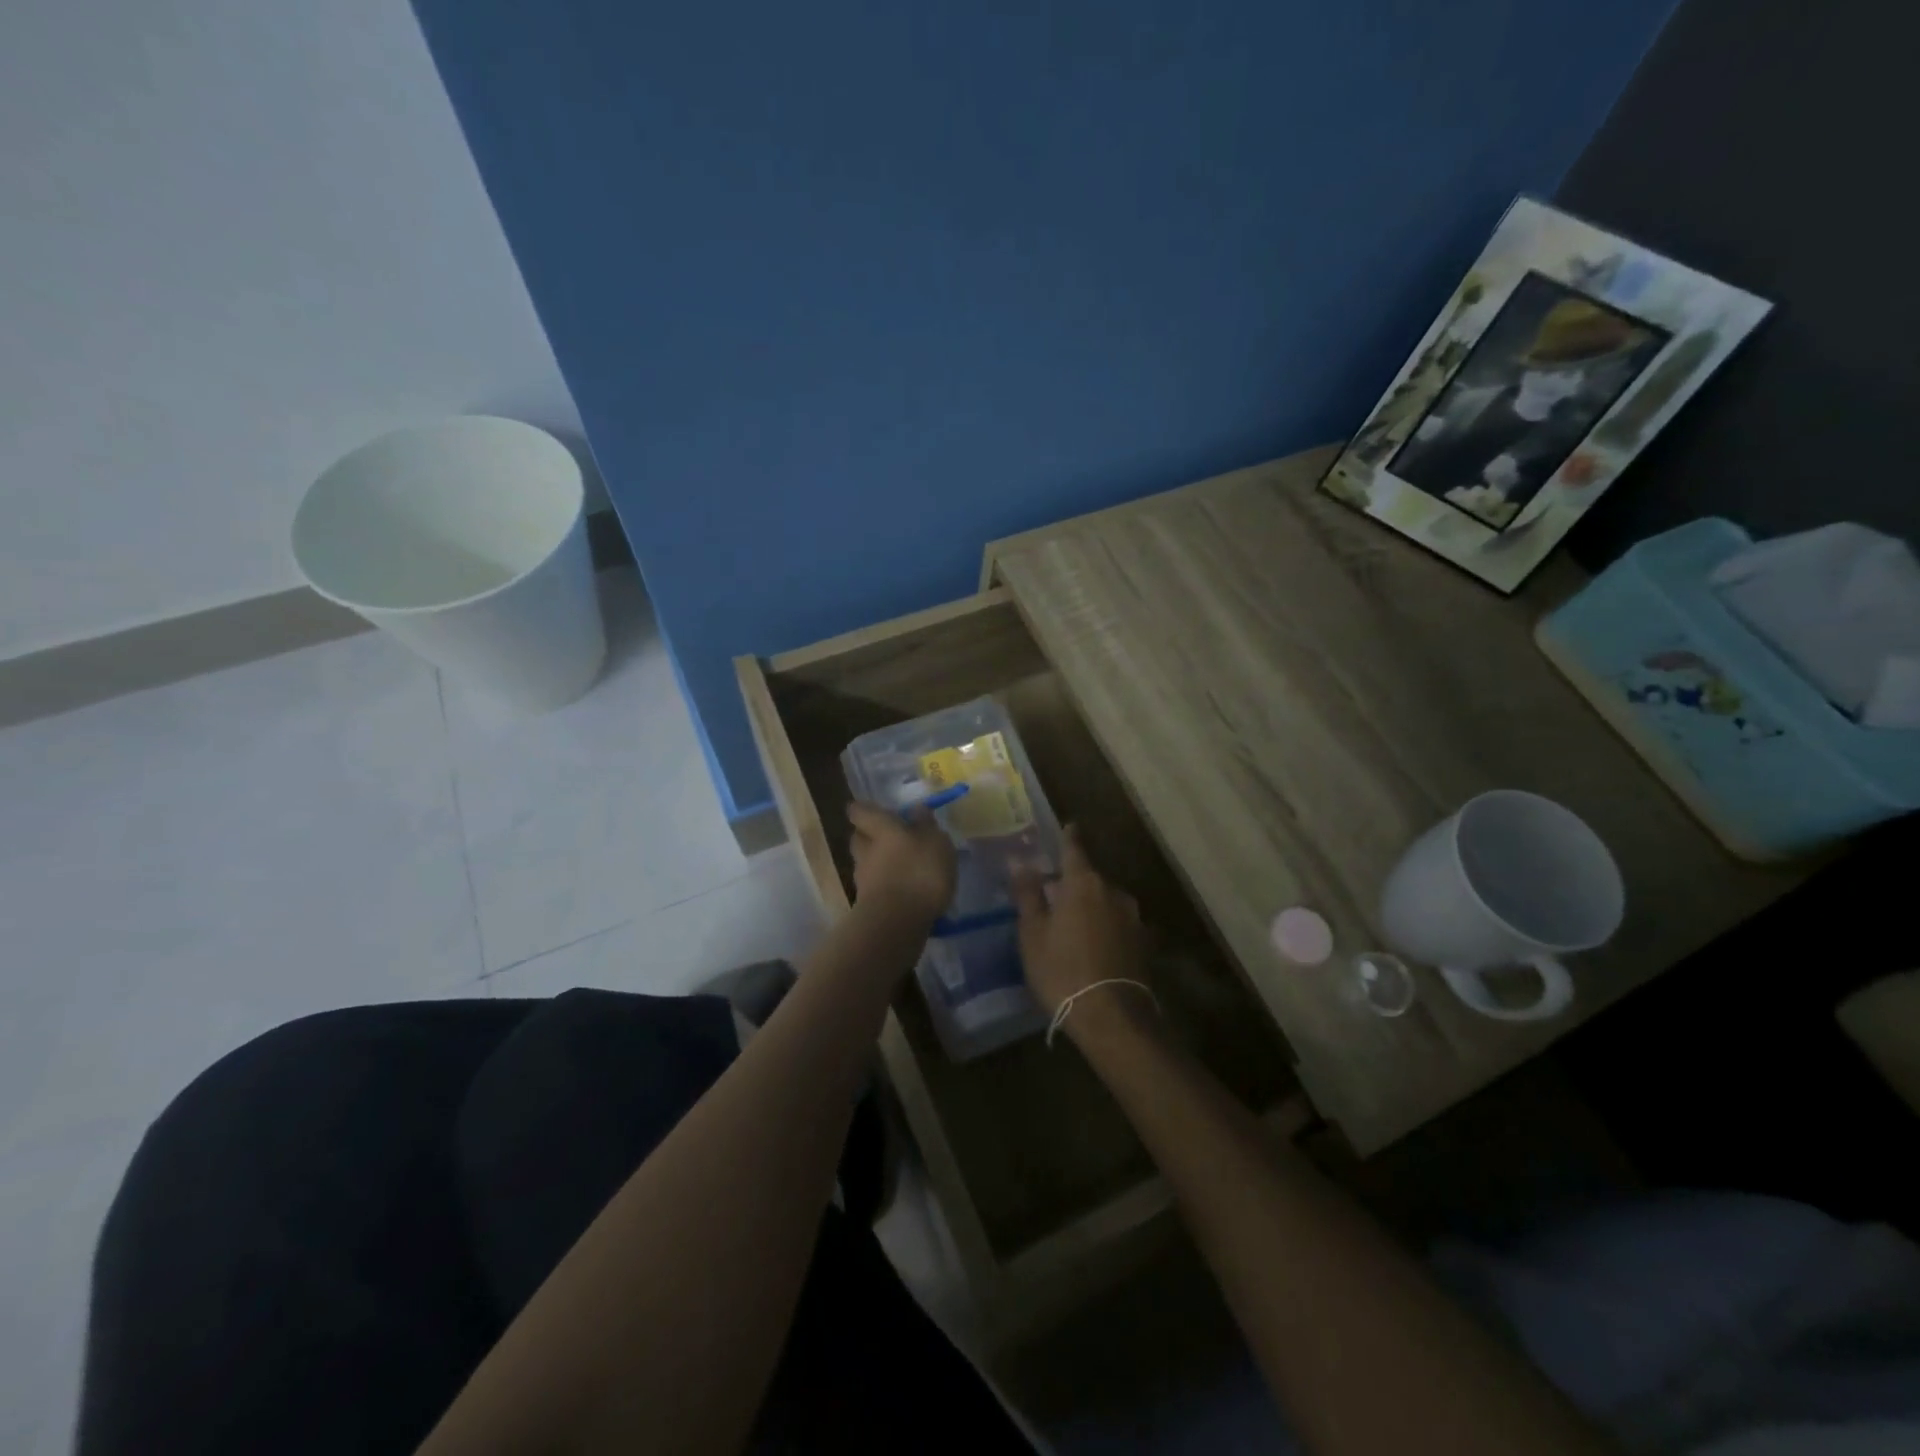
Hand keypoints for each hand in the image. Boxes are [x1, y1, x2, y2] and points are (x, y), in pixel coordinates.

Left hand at [847, 801, 955, 923]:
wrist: (897, 923)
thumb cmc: (919, 872)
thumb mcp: (935, 842)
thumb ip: (926, 825)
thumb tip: (916, 809)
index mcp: (880, 828)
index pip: (860, 811)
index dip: (864, 810)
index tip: (873, 810)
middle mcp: (866, 850)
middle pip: (859, 838)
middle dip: (870, 836)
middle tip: (889, 838)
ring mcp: (863, 879)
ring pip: (866, 864)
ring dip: (878, 864)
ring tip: (902, 868)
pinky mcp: (867, 905)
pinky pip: (875, 888)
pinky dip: (885, 886)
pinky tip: (903, 892)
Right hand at [1012, 826, 1148, 1015]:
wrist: (1111, 1017)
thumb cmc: (1062, 970)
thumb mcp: (1033, 933)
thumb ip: (1028, 894)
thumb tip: (1020, 862)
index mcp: (1083, 883)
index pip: (1074, 849)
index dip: (1068, 837)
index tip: (1069, 825)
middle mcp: (1113, 891)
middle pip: (1089, 878)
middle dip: (1073, 883)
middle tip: (1053, 895)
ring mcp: (1133, 917)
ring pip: (1105, 902)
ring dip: (1090, 907)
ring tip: (1072, 926)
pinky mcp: (1144, 943)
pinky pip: (1117, 924)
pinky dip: (1104, 927)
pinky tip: (1093, 946)